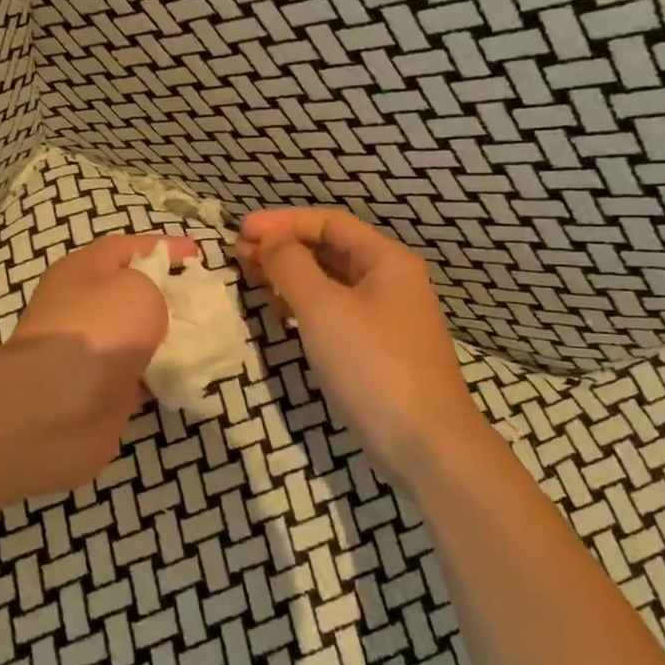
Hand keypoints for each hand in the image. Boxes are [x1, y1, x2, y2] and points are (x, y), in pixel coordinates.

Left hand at [10, 232, 199, 436]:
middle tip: (205, 300)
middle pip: (130, 293)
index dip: (162, 246)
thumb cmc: (99, 330)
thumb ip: (153, 287)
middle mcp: (79, 307)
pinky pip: (139, 375)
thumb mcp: (138, 288)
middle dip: (168, 295)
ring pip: (136, 337)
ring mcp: (87, 352)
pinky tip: (191, 374)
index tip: (197, 253)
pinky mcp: (99, 390)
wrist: (58, 408)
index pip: (124, 248)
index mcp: (81, 271)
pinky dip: (162, 374)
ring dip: (168, 338)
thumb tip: (150, 308)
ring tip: (208, 338)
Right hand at [234, 209, 491, 481]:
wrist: (424, 443)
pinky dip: (303, 304)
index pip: (329, 222)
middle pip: (330, 248)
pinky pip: (334, 310)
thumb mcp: (323, 308)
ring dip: (290, 274)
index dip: (282, 221)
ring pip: (330, 280)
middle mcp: (390, 280)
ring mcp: (385, 315)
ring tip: (251, 278)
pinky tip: (279, 312)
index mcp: (386, 260)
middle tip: (239, 254)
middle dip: (284, 246)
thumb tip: (269, 242)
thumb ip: (291, 266)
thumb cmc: (372, 365)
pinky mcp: (377, 347)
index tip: (241, 230)